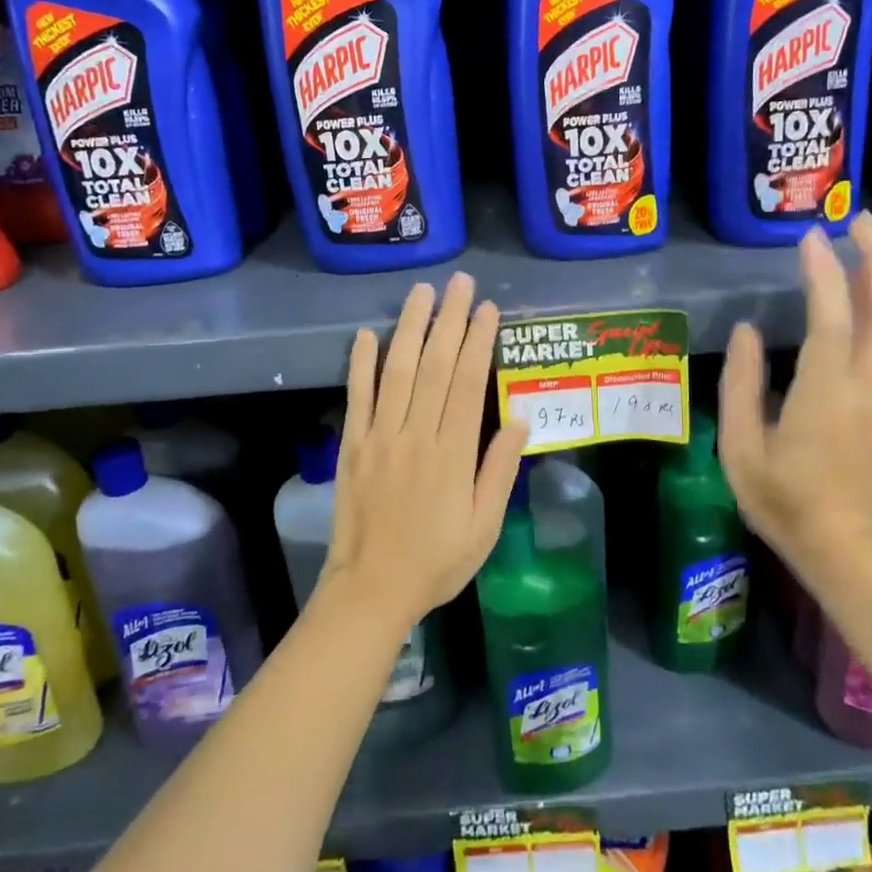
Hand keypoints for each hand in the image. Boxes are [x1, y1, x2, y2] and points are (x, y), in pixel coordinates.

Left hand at [325, 273, 529, 626]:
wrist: (372, 588)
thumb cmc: (437, 560)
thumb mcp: (484, 525)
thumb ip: (499, 469)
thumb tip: (519, 417)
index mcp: (451, 454)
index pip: (466, 383)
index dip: (478, 342)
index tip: (487, 308)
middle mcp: (415, 435)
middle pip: (433, 366)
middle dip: (449, 320)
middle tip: (460, 283)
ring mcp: (379, 437)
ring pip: (396, 371)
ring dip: (410, 327)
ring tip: (422, 292)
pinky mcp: (352, 445)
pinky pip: (357, 396)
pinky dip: (362, 363)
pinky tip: (369, 333)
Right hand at [718, 214, 871, 576]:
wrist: (840, 545)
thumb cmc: (782, 500)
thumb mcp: (741, 447)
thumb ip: (740, 386)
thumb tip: (747, 331)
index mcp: (825, 393)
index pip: (832, 319)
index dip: (823, 273)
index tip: (808, 237)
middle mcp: (862, 384)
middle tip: (862, 218)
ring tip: (868, 239)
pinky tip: (862, 288)